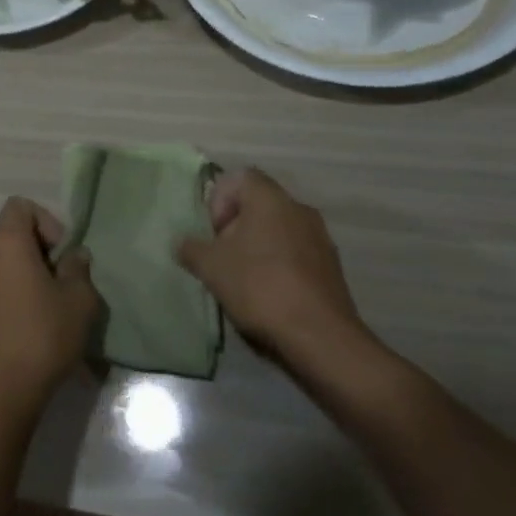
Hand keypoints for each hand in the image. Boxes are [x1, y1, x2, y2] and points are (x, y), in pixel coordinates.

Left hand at [0, 198, 100, 419]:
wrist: (6, 388)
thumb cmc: (46, 333)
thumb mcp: (79, 299)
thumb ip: (78, 268)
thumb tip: (74, 256)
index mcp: (8, 244)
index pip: (19, 206)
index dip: (45, 219)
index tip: (61, 251)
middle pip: (14, 235)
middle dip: (43, 251)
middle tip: (66, 281)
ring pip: (8, 264)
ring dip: (32, 275)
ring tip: (56, 307)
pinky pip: (1, 287)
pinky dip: (19, 294)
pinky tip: (38, 325)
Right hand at [176, 168, 381, 389]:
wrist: (320, 337)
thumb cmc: (259, 286)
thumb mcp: (210, 266)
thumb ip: (191, 248)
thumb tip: (183, 243)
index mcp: (270, 198)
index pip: (240, 178)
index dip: (219, 200)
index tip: (214, 232)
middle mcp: (299, 209)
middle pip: (259, 205)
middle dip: (237, 227)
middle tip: (223, 257)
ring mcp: (321, 239)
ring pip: (279, 231)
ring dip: (259, 248)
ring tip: (244, 280)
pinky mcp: (332, 268)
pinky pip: (297, 255)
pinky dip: (280, 267)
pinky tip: (270, 296)